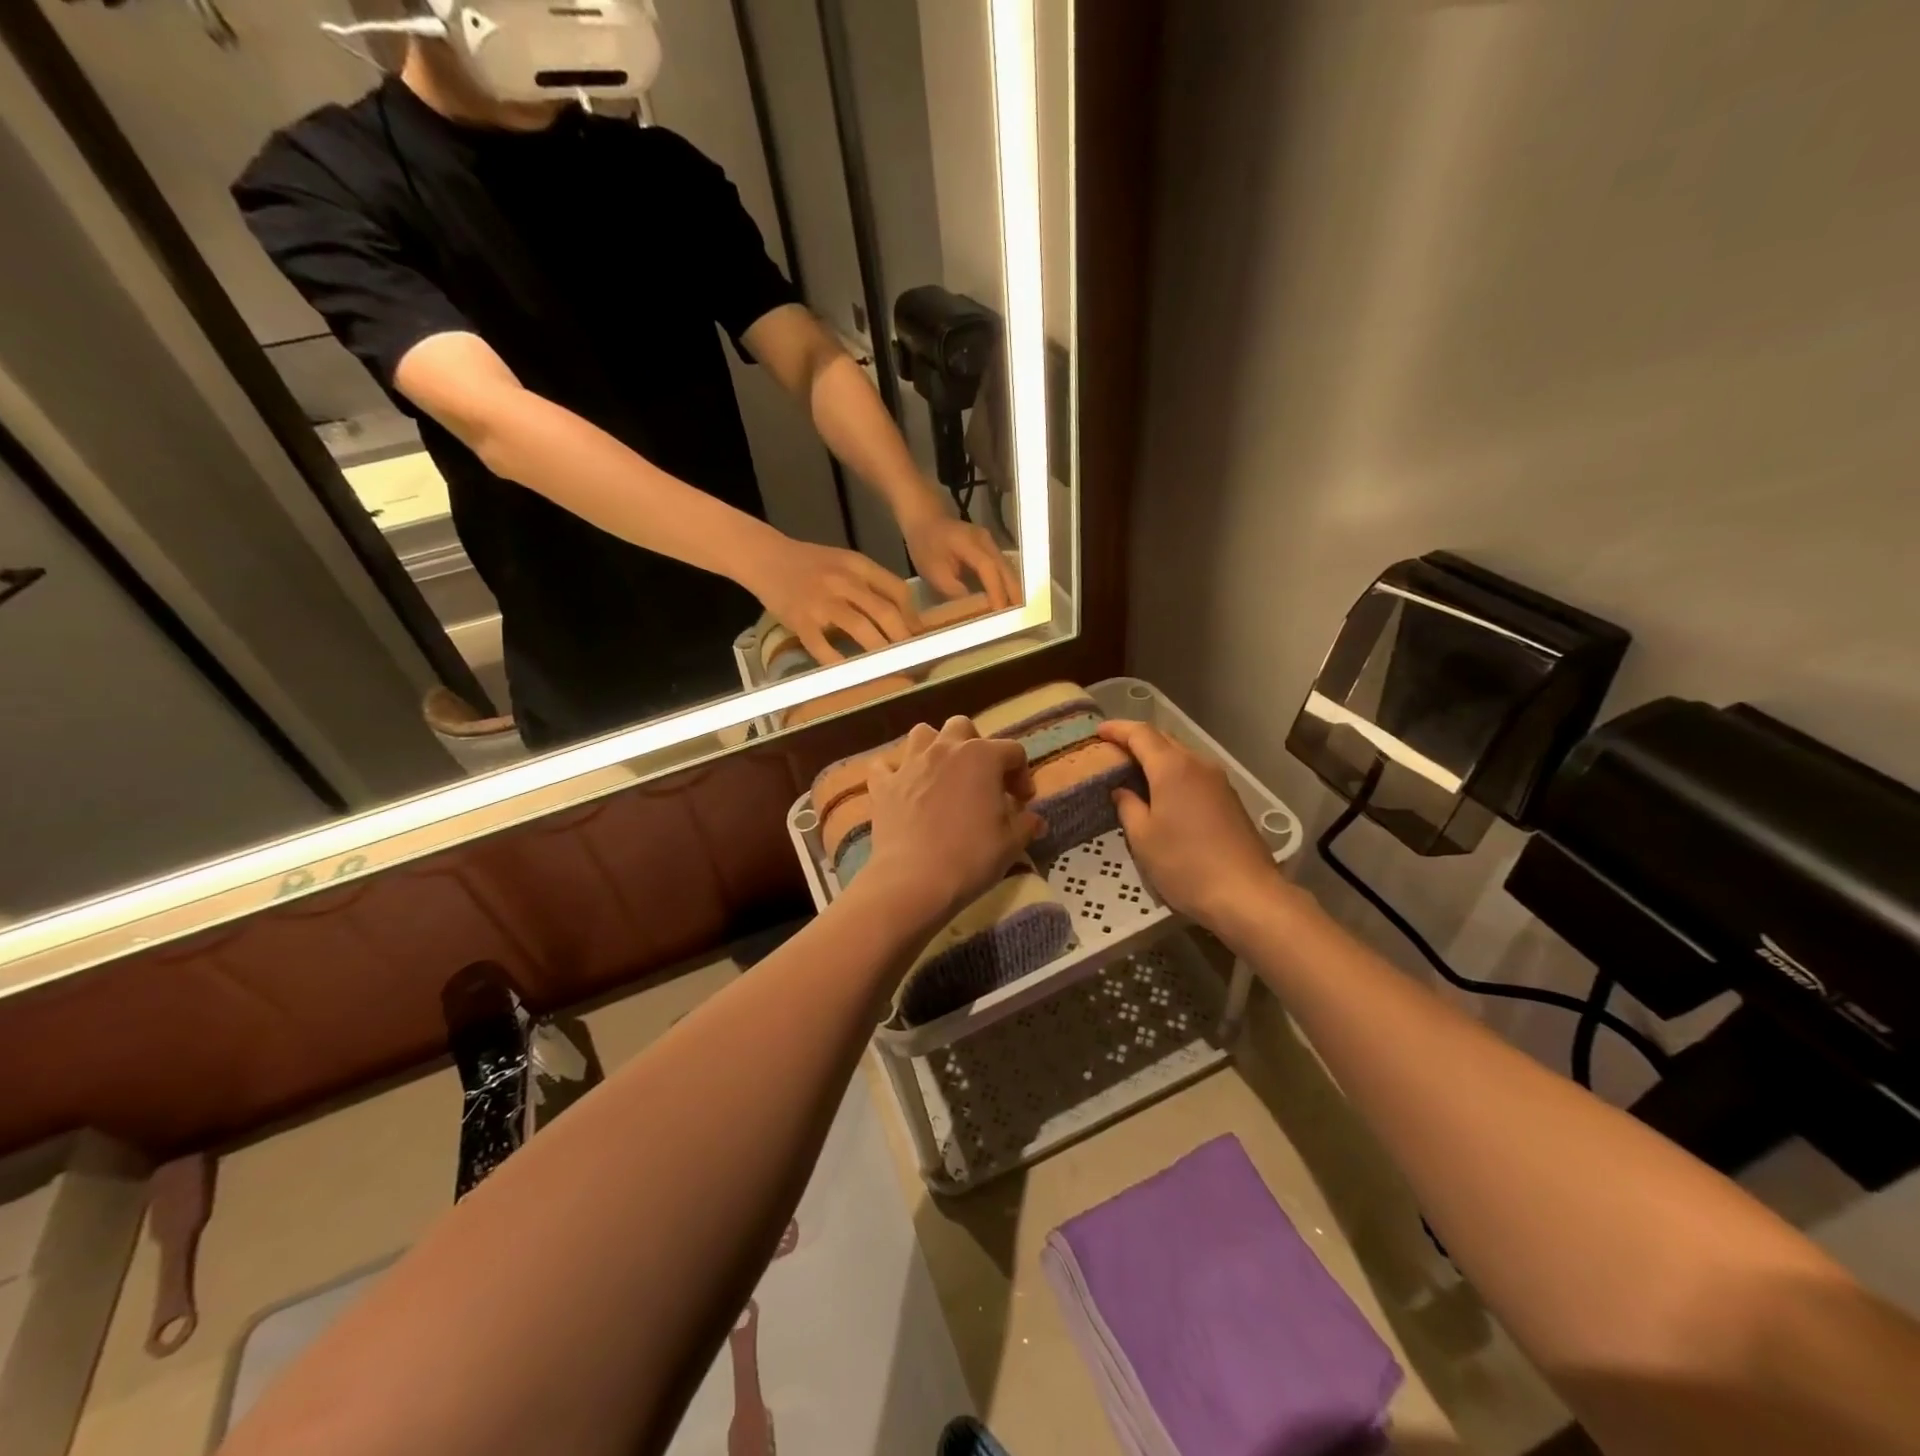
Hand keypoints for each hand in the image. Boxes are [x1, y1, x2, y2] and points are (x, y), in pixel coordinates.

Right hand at [742, 537, 917, 662]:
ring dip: (880, 651)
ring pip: (861, 628)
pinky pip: (823, 647)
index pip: (897, 590)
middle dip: (903, 638)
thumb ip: (870, 583)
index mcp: (858, 566)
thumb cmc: (809, 563)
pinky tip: (851, 675)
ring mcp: (822, 601)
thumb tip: (902, 616)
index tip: (920, 636)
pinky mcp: (801, 620)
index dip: (913, 616)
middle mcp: (844, 581)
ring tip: (891, 668)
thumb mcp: (845, 563)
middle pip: (885, 612)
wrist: (765, 557)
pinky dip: (839, 663)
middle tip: (912, 658)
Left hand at [862, 717, 1041, 927]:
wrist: (915, 879)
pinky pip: (884, 766)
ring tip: (942, 774)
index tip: (1022, 802)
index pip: (1013, 751)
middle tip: (981, 778)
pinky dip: (893, 773)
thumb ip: (1026, 824)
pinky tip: (902, 788)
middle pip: (963, 727)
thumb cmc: (972, 856)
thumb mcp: (1011, 842)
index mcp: (982, 756)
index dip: (1022, 775)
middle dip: (975, 745)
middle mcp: (945, 749)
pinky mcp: (883, 785)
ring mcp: (910, 764)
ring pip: (922, 734)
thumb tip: (1035, 820)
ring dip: (934, 747)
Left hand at [898, 498, 1018, 608]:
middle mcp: (986, 541)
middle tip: (1018, 617)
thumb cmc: (925, 546)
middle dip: (1012, 593)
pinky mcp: (991, 548)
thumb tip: (975, 608)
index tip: (1000, 612)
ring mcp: (991, 543)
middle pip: (1005, 568)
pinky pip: (1002, 568)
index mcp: (969, 543)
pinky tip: (1007, 599)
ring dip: (1012, 589)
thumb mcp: (933, 572)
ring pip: (1007, 569)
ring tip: (1015, 612)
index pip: (989, 568)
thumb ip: (954, 590)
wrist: (926, 520)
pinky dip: (1006, 583)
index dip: (996, 591)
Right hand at [1099, 720, 1284, 932]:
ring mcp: (1218, 780)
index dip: (1117, 729)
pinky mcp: (1229, 798)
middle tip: (1112, 750)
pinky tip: (1163, 792)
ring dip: (1157, 756)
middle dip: (1136, 740)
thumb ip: (1128, 807)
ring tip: (1134, 771)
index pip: (1141, 734)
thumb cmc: (1185, 864)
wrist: (1246, 893)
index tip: (1098, 731)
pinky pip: (1194, 772)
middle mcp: (1197, 764)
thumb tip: (1122, 791)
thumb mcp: (1143, 838)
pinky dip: (1173, 772)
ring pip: (1181, 755)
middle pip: (1163, 739)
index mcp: (1172, 768)